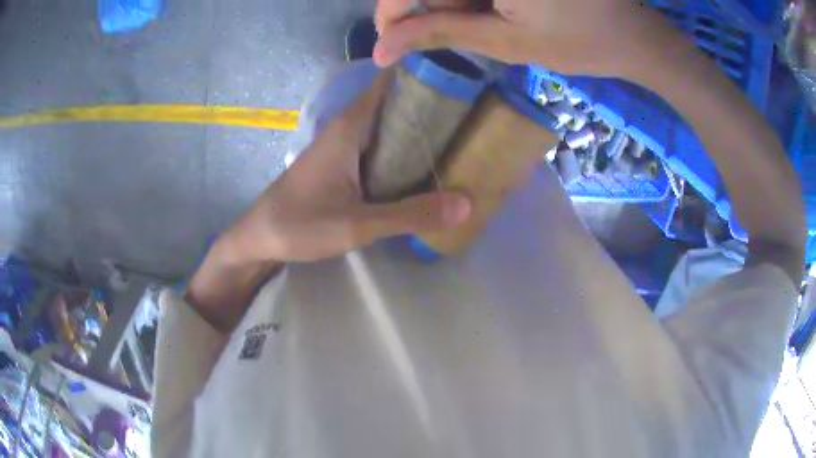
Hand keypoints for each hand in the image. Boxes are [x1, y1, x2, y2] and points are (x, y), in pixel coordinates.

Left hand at [220, 70, 471, 264]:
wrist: (260, 238)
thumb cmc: (301, 225)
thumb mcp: (358, 225)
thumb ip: (410, 214)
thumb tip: (465, 204)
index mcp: (351, 126)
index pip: (391, 82)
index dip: (424, 75)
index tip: (461, 81)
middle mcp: (349, 126)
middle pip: (395, 102)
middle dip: (431, 104)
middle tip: (473, 115)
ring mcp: (345, 144)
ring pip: (388, 124)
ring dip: (419, 127)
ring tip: (461, 135)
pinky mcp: (343, 162)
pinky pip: (380, 144)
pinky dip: (404, 147)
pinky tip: (425, 164)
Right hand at [374, 0, 681, 77]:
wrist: (632, 34)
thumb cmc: (579, 42)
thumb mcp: (505, 41)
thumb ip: (440, 33)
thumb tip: (383, 48)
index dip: (394, 9)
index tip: (386, 40)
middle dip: (424, 4)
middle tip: (434, 35)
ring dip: (450, 0)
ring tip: (472, 22)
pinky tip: (487, 8)